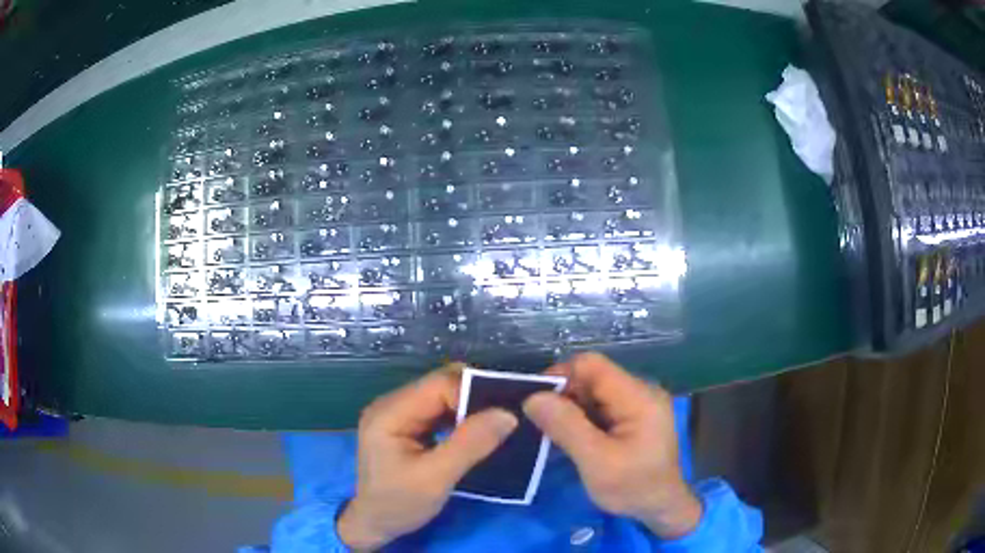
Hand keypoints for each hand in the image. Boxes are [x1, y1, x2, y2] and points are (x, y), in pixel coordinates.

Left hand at [337, 366, 518, 550]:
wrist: (374, 525)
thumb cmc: (399, 504)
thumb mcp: (436, 479)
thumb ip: (470, 444)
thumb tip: (507, 414)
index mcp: (390, 412)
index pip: (439, 385)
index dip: (474, 394)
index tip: (505, 414)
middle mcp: (392, 404)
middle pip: (441, 386)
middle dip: (475, 399)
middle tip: (507, 418)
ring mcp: (398, 414)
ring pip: (443, 398)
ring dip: (470, 410)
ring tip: (499, 425)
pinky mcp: (407, 426)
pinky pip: (440, 412)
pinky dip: (461, 420)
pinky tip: (478, 433)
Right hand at [523, 352, 701, 538]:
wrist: (662, 509)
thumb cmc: (634, 487)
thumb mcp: (597, 462)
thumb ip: (566, 427)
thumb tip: (532, 397)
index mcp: (638, 396)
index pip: (591, 365)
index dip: (559, 376)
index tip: (534, 402)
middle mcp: (640, 392)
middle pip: (592, 378)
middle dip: (563, 396)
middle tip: (539, 423)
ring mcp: (638, 404)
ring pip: (593, 393)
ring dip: (570, 409)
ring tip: (550, 432)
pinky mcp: (634, 417)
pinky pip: (600, 407)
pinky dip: (581, 419)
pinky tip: (570, 438)